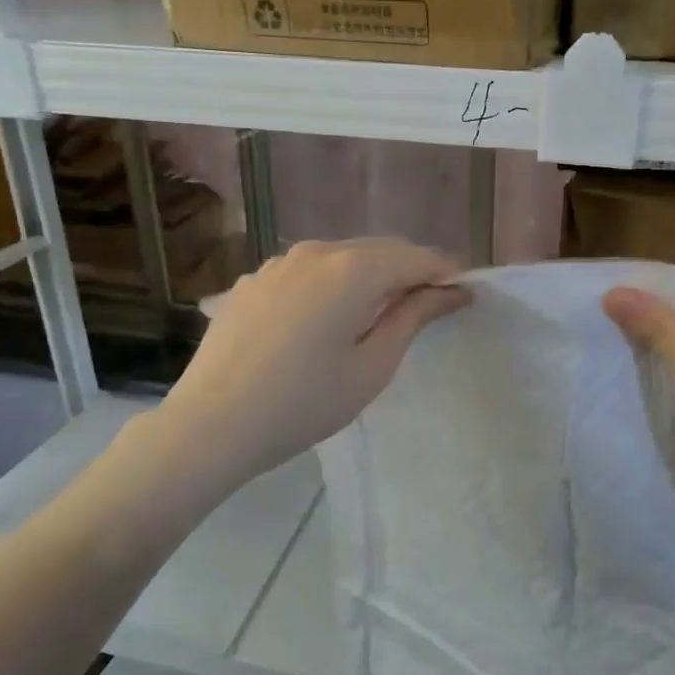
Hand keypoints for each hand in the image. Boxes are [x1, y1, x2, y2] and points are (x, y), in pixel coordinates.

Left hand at [161, 238, 469, 485]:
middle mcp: (315, 251)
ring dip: (370, 276)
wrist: (211, 424)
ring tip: (380, 313)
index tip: (463, 296)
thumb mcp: (372, 366)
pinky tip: (327, 318)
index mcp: (352, 269)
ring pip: (341, 257)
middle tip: (430, 305)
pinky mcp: (252, 281)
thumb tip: (452, 290)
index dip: (444, 273)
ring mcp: (277, 263)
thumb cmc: (304, 404)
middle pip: (378, 250)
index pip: (415, 257)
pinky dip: (332, 284)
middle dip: (409, 271)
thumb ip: (413, 317)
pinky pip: (307, 272)